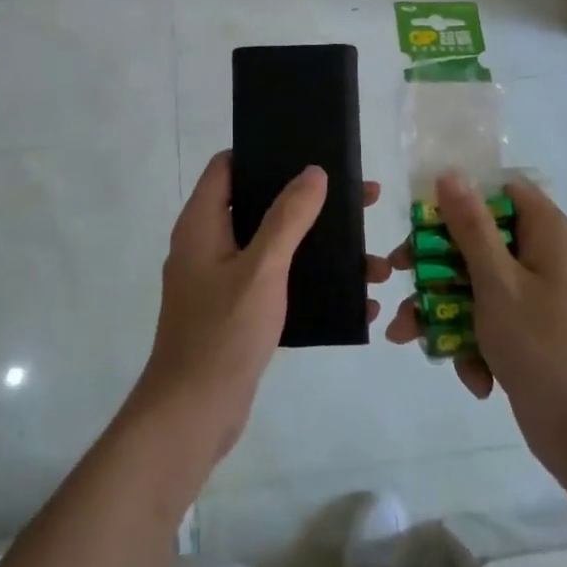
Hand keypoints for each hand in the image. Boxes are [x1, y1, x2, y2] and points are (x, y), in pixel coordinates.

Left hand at [136, 151, 397, 464]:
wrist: (194, 414)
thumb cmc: (223, 333)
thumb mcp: (262, 268)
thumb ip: (287, 218)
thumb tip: (313, 172)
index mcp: (202, 224)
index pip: (228, 167)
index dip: (264, 153)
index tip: (309, 151)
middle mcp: (208, 245)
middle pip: (261, 205)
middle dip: (311, 203)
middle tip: (361, 201)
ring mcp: (221, 281)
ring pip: (275, 247)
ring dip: (320, 248)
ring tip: (373, 261)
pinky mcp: (236, 311)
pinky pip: (278, 282)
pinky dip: (311, 282)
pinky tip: (354, 299)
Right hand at [384, 173, 566, 482]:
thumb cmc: (543, 346)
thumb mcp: (498, 282)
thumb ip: (471, 227)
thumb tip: (451, 174)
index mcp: (549, 234)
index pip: (502, 191)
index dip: (462, 197)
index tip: (424, 217)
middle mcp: (545, 258)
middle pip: (480, 239)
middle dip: (436, 264)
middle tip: (399, 273)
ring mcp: (537, 298)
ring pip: (476, 284)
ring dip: (442, 310)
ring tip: (406, 336)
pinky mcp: (528, 332)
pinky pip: (489, 320)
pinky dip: (472, 343)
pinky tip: (471, 376)